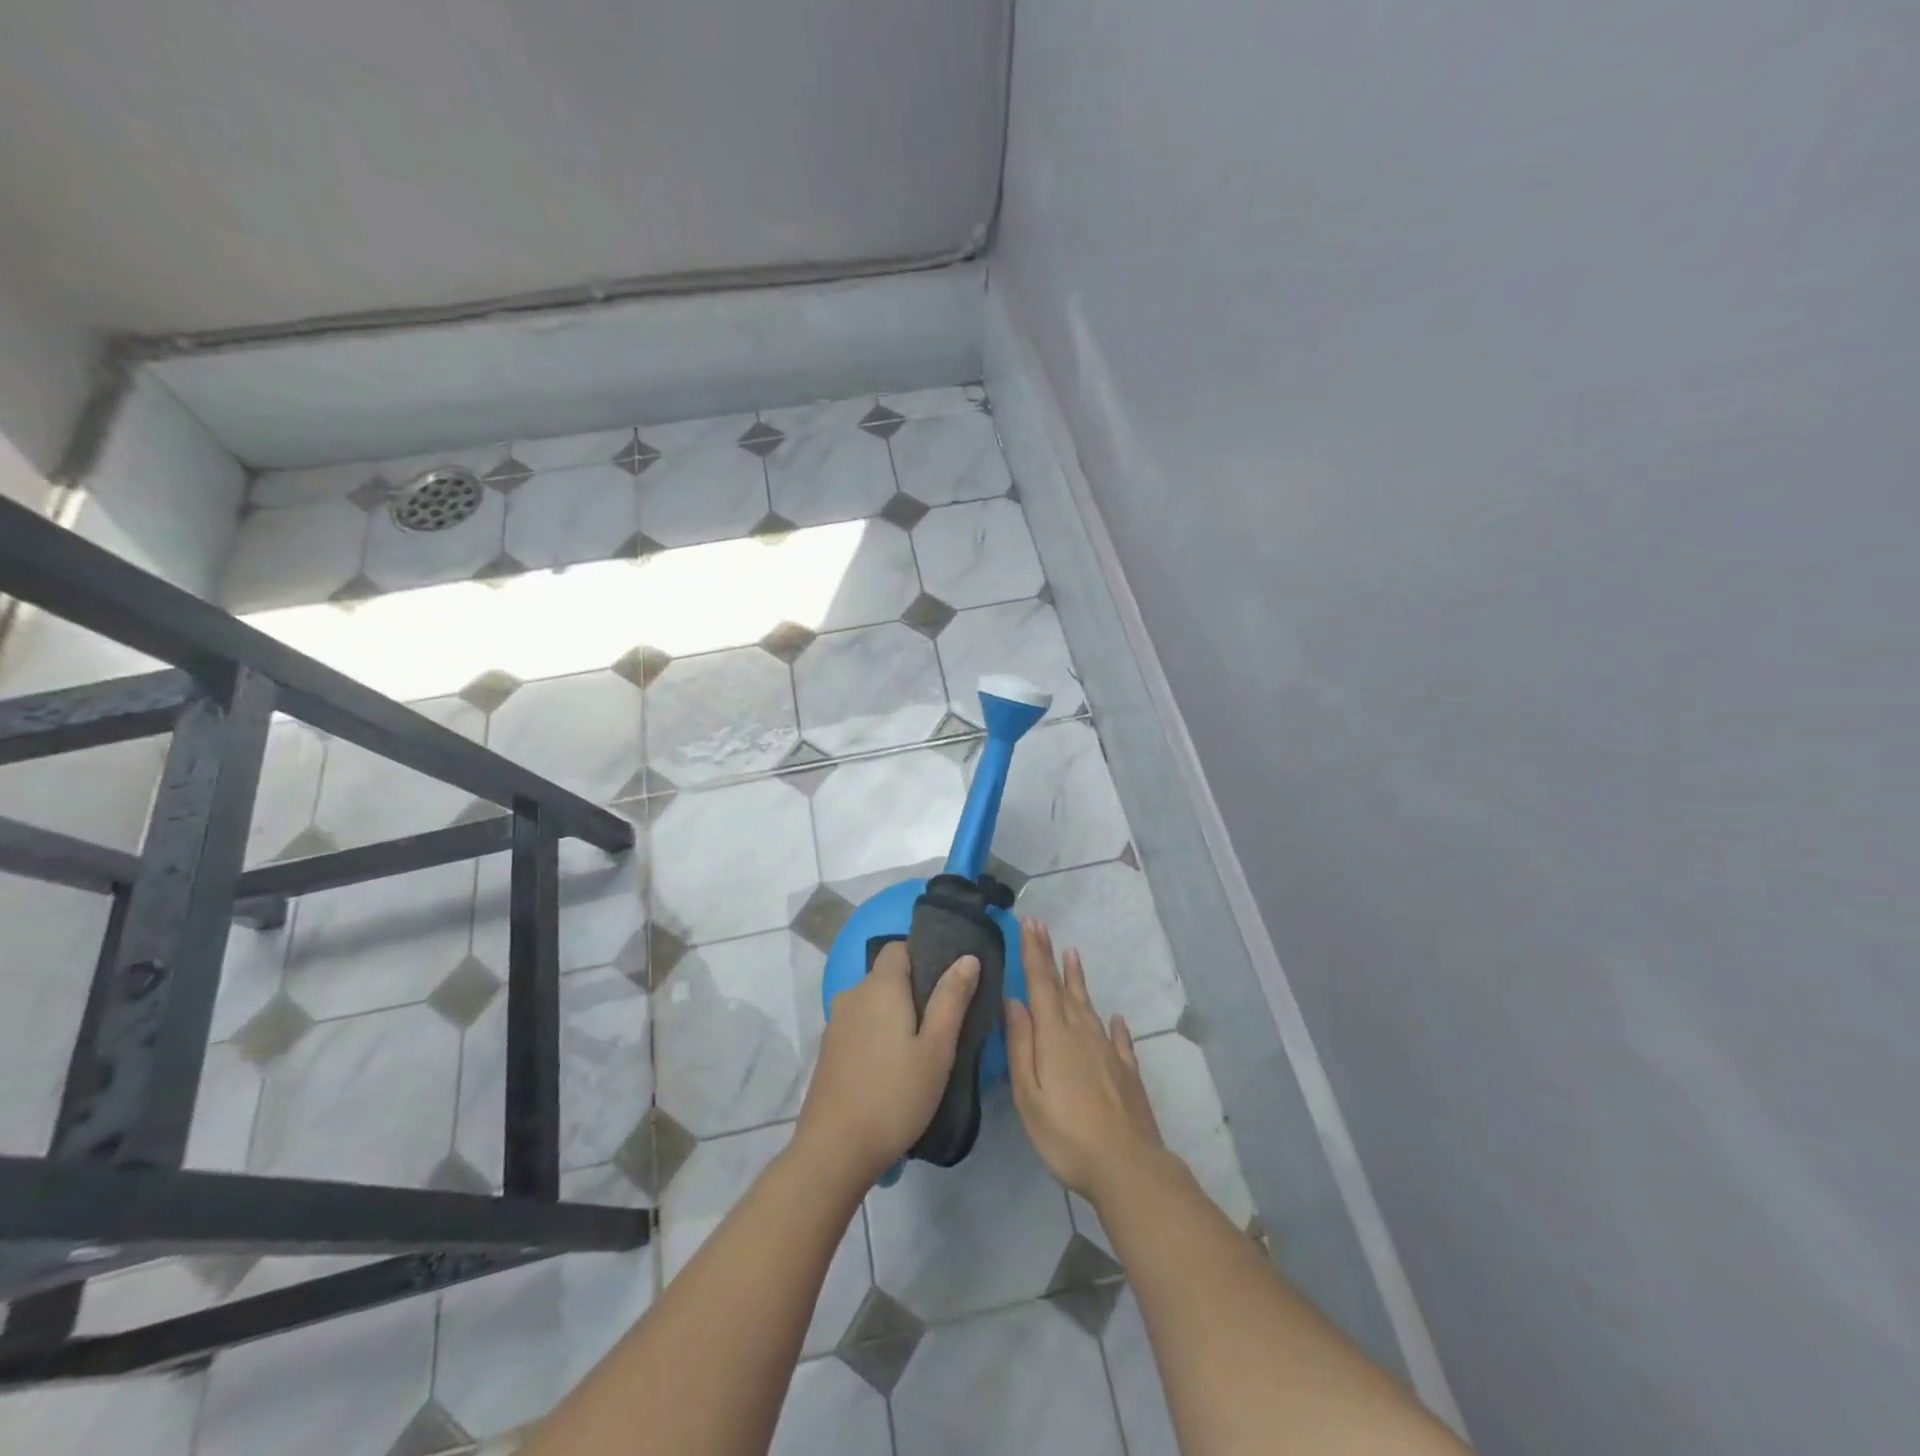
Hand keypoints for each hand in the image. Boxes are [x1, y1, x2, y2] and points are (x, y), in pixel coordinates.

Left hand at [796, 942, 979, 1183]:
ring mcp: (836, 1023)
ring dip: (896, 1014)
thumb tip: (967, 958)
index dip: (924, 955)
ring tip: (922, 1046)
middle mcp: (852, 995)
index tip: (948, 982)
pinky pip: (860, 1025)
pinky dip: (878, 1033)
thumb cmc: (895, 1094)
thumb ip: (952, 999)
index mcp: (879, 986)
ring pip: (873, 1003)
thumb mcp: (937, 1048)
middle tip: (944, 1021)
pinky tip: (893, 1066)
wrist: (835, 1150)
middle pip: (886, 975)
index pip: (899, 947)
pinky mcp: (829, 1050)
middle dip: (914, 989)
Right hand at [1005, 918, 1164, 1202]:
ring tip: (1074, 955)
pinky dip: (1115, 1025)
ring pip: (1090, 1006)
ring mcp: (1108, 1051)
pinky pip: (1119, 1039)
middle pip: (1063, 988)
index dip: (1034, 952)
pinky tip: (1116, 1018)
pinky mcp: (1127, 1072)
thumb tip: (1014, 1001)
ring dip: (1079, 980)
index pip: (1040, 984)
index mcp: (1055, 1036)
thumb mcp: (1028, 1095)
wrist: (1128, 1166)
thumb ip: (1021, 1045)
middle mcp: (1082, 1034)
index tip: (1029, 923)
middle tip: (1042, 928)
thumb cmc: (1066, 1135)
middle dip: (1050, 956)